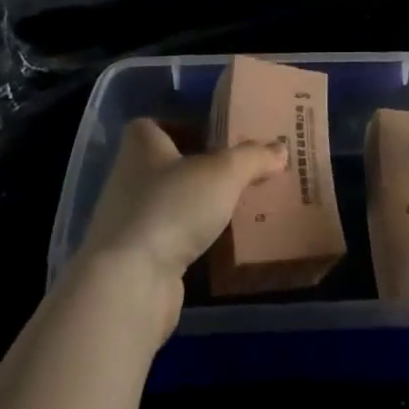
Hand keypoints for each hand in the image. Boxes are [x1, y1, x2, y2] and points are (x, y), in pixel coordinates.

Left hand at [72, 118, 286, 336]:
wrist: (130, 283)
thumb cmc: (172, 206)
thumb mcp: (224, 172)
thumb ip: (252, 157)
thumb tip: (281, 148)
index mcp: (141, 146)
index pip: (154, 125)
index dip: (180, 125)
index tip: (213, 134)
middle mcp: (127, 179)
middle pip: (164, 165)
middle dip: (197, 168)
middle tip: (237, 170)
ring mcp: (127, 222)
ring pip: (168, 204)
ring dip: (195, 207)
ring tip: (236, 207)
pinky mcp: (134, 261)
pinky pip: (169, 240)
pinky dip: (191, 240)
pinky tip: (220, 245)